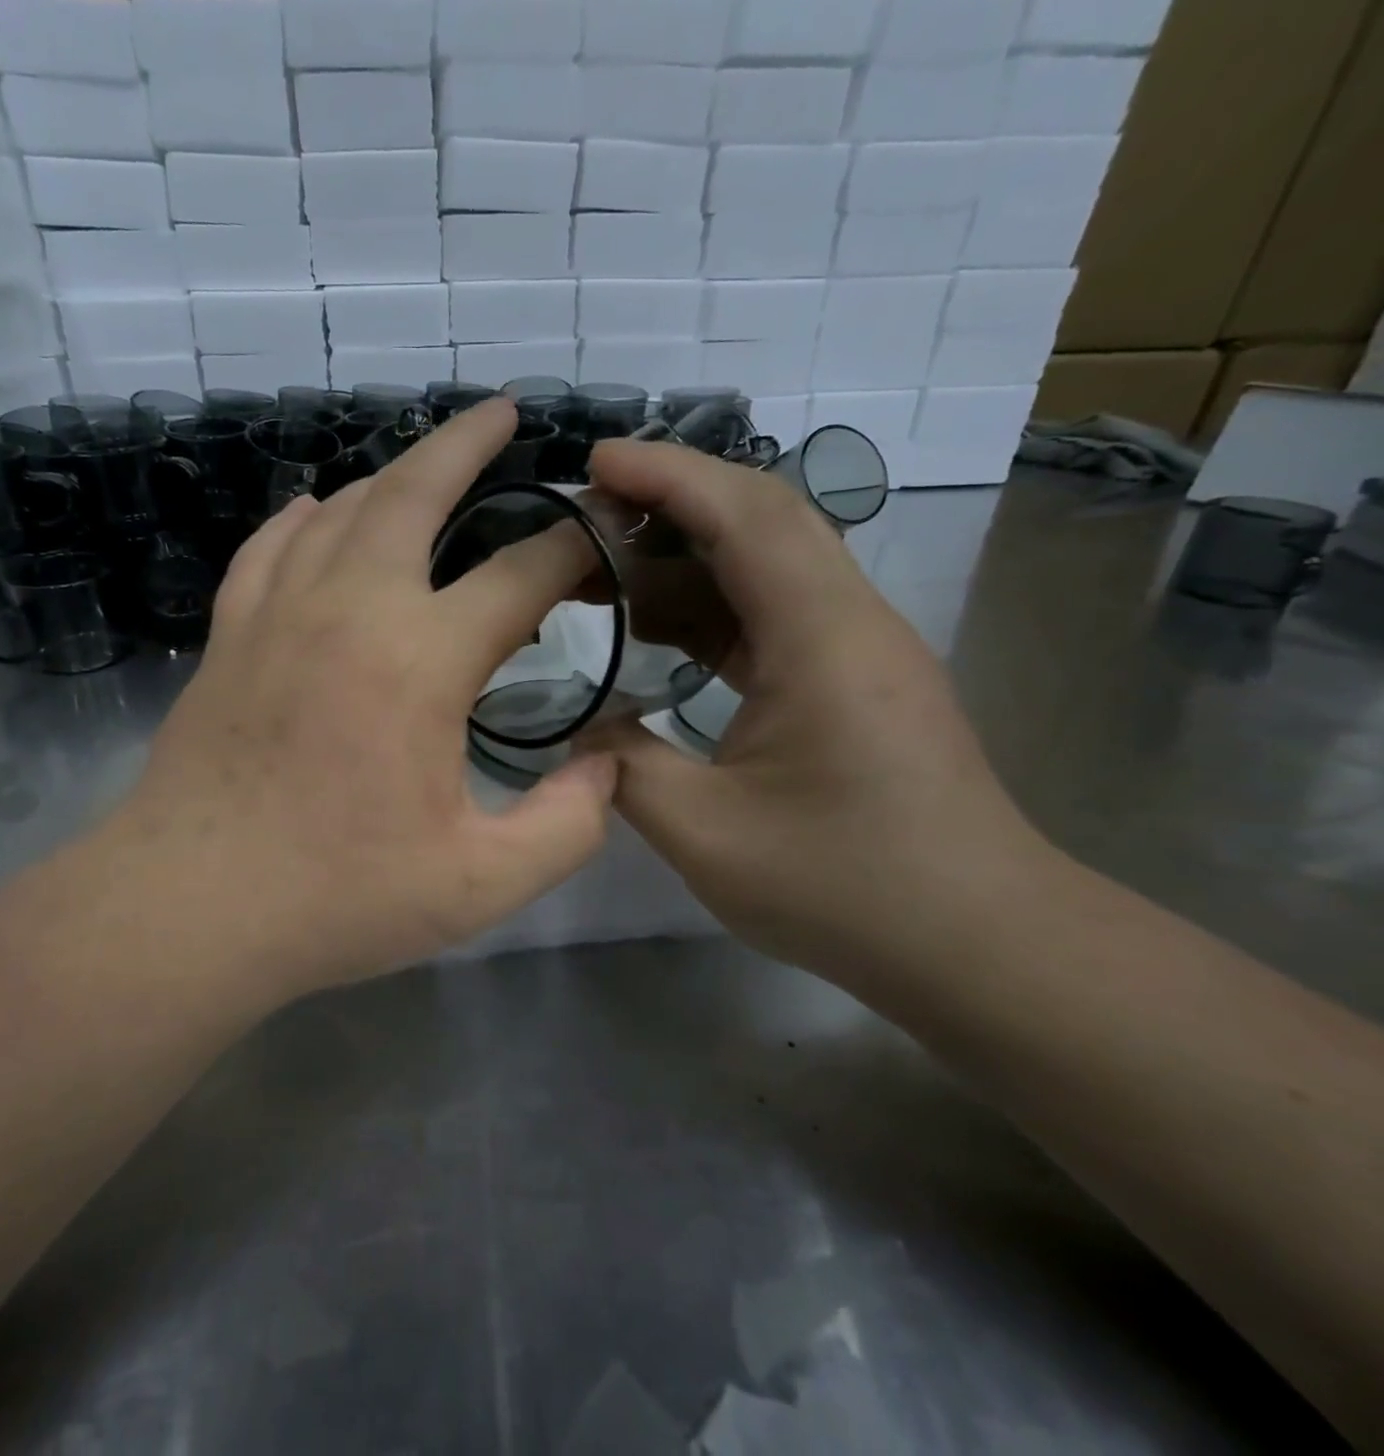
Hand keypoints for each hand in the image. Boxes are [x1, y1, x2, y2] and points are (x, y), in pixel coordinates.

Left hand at [118, 400, 616, 999]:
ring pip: (340, 511)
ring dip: (390, 478)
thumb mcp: (482, 884)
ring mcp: (277, 614)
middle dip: (467, 445)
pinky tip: (316, 512)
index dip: (573, 547)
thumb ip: (569, 824)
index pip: (521, 575)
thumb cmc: (338, 898)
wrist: (190, 907)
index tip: (603, 535)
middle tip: (503, 413)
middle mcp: (350, 608)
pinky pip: (268, 548)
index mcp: (421, 659)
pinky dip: (301, 519)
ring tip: (424, 469)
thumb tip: (607, 763)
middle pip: (414, 493)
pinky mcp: (228, 637)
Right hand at [580, 441, 1050, 986]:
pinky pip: (772, 613)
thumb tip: (579, 730)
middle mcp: (849, 620)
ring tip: (603, 573)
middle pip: (762, 519)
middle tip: (585, 518)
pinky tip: (657, 630)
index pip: (744, 514)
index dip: (666, 474)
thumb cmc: (846, 887)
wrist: (978, 942)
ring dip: (685, 557)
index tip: (592, 463)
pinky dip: (709, 606)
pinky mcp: (853, 680)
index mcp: (822, 637)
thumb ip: (624, 768)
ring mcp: (857, 649)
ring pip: (767, 564)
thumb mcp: (706, 835)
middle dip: (671, 501)